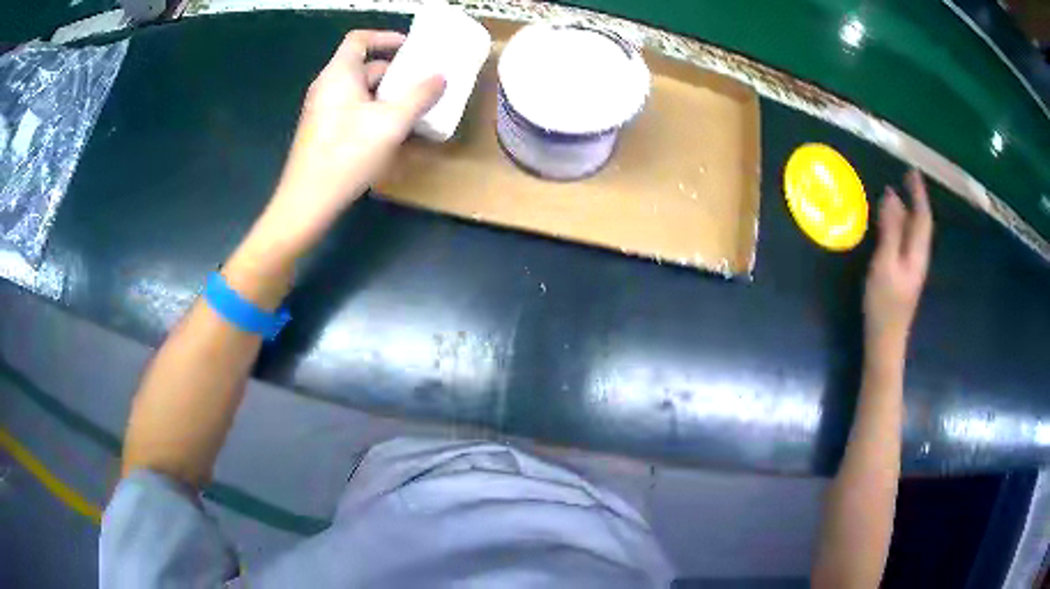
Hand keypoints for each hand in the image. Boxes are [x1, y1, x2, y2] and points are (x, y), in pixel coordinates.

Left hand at [263, 30, 444, 249]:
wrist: (307, 201)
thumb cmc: (347, 154)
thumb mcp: (391, 123)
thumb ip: (419, 96)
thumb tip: (440, 77)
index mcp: (339, 74)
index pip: (359, 39)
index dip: (386, 37)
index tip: (411, 47)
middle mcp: (327, 86)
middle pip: (363, 66)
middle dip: (395, 72)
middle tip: (422, 83)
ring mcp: (322, 110)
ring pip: (359, 90)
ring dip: (387, 94)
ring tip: (414, 108)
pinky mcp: (322, 131)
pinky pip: (352, 109)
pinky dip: (373, 111)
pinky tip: (390, 132)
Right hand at [863, 170, 933, 355]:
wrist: (885, 343)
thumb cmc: (884, 304)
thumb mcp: (885, 264)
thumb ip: (891, 230)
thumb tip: (892, 196)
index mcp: (917, 253)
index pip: (922, 216)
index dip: (918, 193)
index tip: (911, 170)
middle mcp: (919, 257)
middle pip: (922, 224)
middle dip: (916, 199)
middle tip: (905, 178)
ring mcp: (912, 268)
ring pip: (916, 233)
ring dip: (910, 211)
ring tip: (901, 194)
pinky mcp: (904, 275)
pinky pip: (908, 241)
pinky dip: (904, 225)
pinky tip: (895, 224)